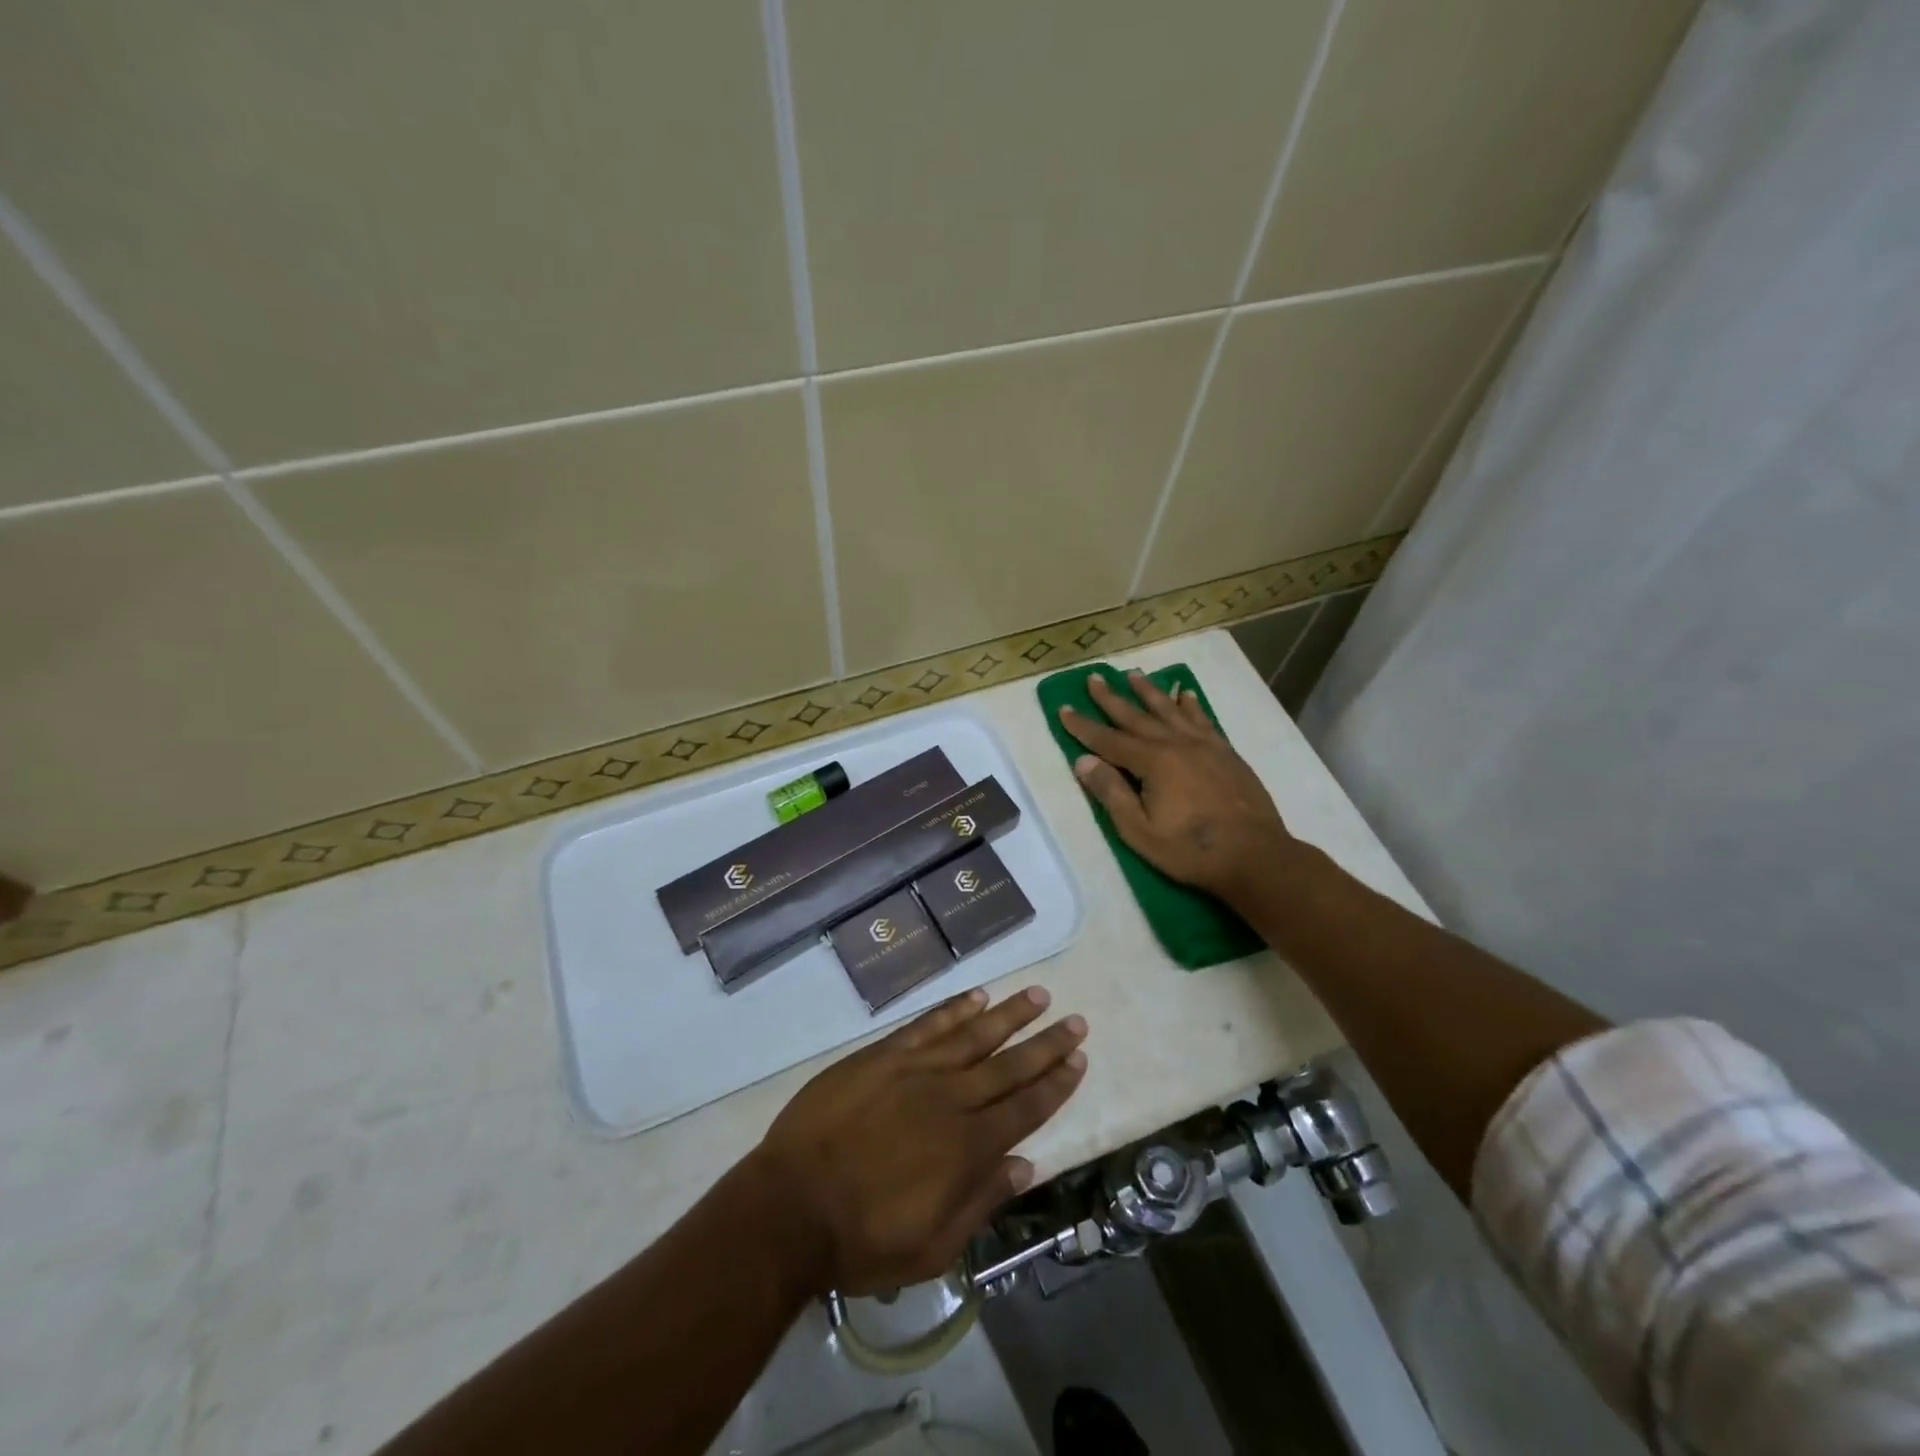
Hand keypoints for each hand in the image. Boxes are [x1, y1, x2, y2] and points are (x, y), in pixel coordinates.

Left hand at [751, 987, 1086, 1295]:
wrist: (791, 1205)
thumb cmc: (862, 1238)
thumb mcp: (932, 1248)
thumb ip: (981, 1203)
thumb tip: (1025, 1165)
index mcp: (968, 1148)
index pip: (1026, 1108)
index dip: (1056, 1084)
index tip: (1079, 1060)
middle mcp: (951, 1099)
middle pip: (1009, 1065)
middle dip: (1046, 1044)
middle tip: (1076, 1021)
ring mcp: (916, 1070)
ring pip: (974, 1034)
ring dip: (1009, 1014)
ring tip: (1038, 995)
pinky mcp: (883, 1054)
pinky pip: (928, 1025)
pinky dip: (955, 1009)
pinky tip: (977, 995)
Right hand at [1059, 669, 1295, 902]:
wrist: (1255, 855)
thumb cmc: (1190, 850)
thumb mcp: (1139, 831)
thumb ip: (1111, 793)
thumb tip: (1083, 761)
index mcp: (1152, 762)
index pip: (1108, 740)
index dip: (1083, 726)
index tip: (1063, 708)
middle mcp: (1176, 744)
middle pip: (1137, 716)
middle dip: (1111, 698)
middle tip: (1094, 677)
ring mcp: (1204, 745)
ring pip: (1170, 710)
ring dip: (1149, 692)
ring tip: (1134, 675)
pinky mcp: (1225, 752)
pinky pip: (1202, 719)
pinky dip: (1190, 705)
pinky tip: (1185, 694)